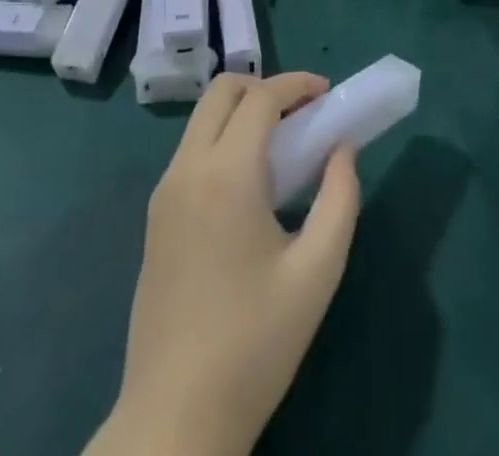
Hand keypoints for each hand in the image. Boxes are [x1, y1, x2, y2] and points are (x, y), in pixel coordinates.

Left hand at [93, 73, 360, 455]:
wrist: (175, 415)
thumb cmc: (255, 343)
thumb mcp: (316, 273)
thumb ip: (339, 199)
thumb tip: (343, 149)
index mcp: (226, 174)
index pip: (260, 97)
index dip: (296, 84)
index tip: (328, 93)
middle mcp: (187, 168)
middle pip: (222, 91)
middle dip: (265, 86)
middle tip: (303, 114)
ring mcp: (164, 190)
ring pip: (202, 118)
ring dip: (242, 112)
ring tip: (283, 146)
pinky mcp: (155, 215)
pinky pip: (192, 150)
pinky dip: (223, 139)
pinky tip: (250, 182)